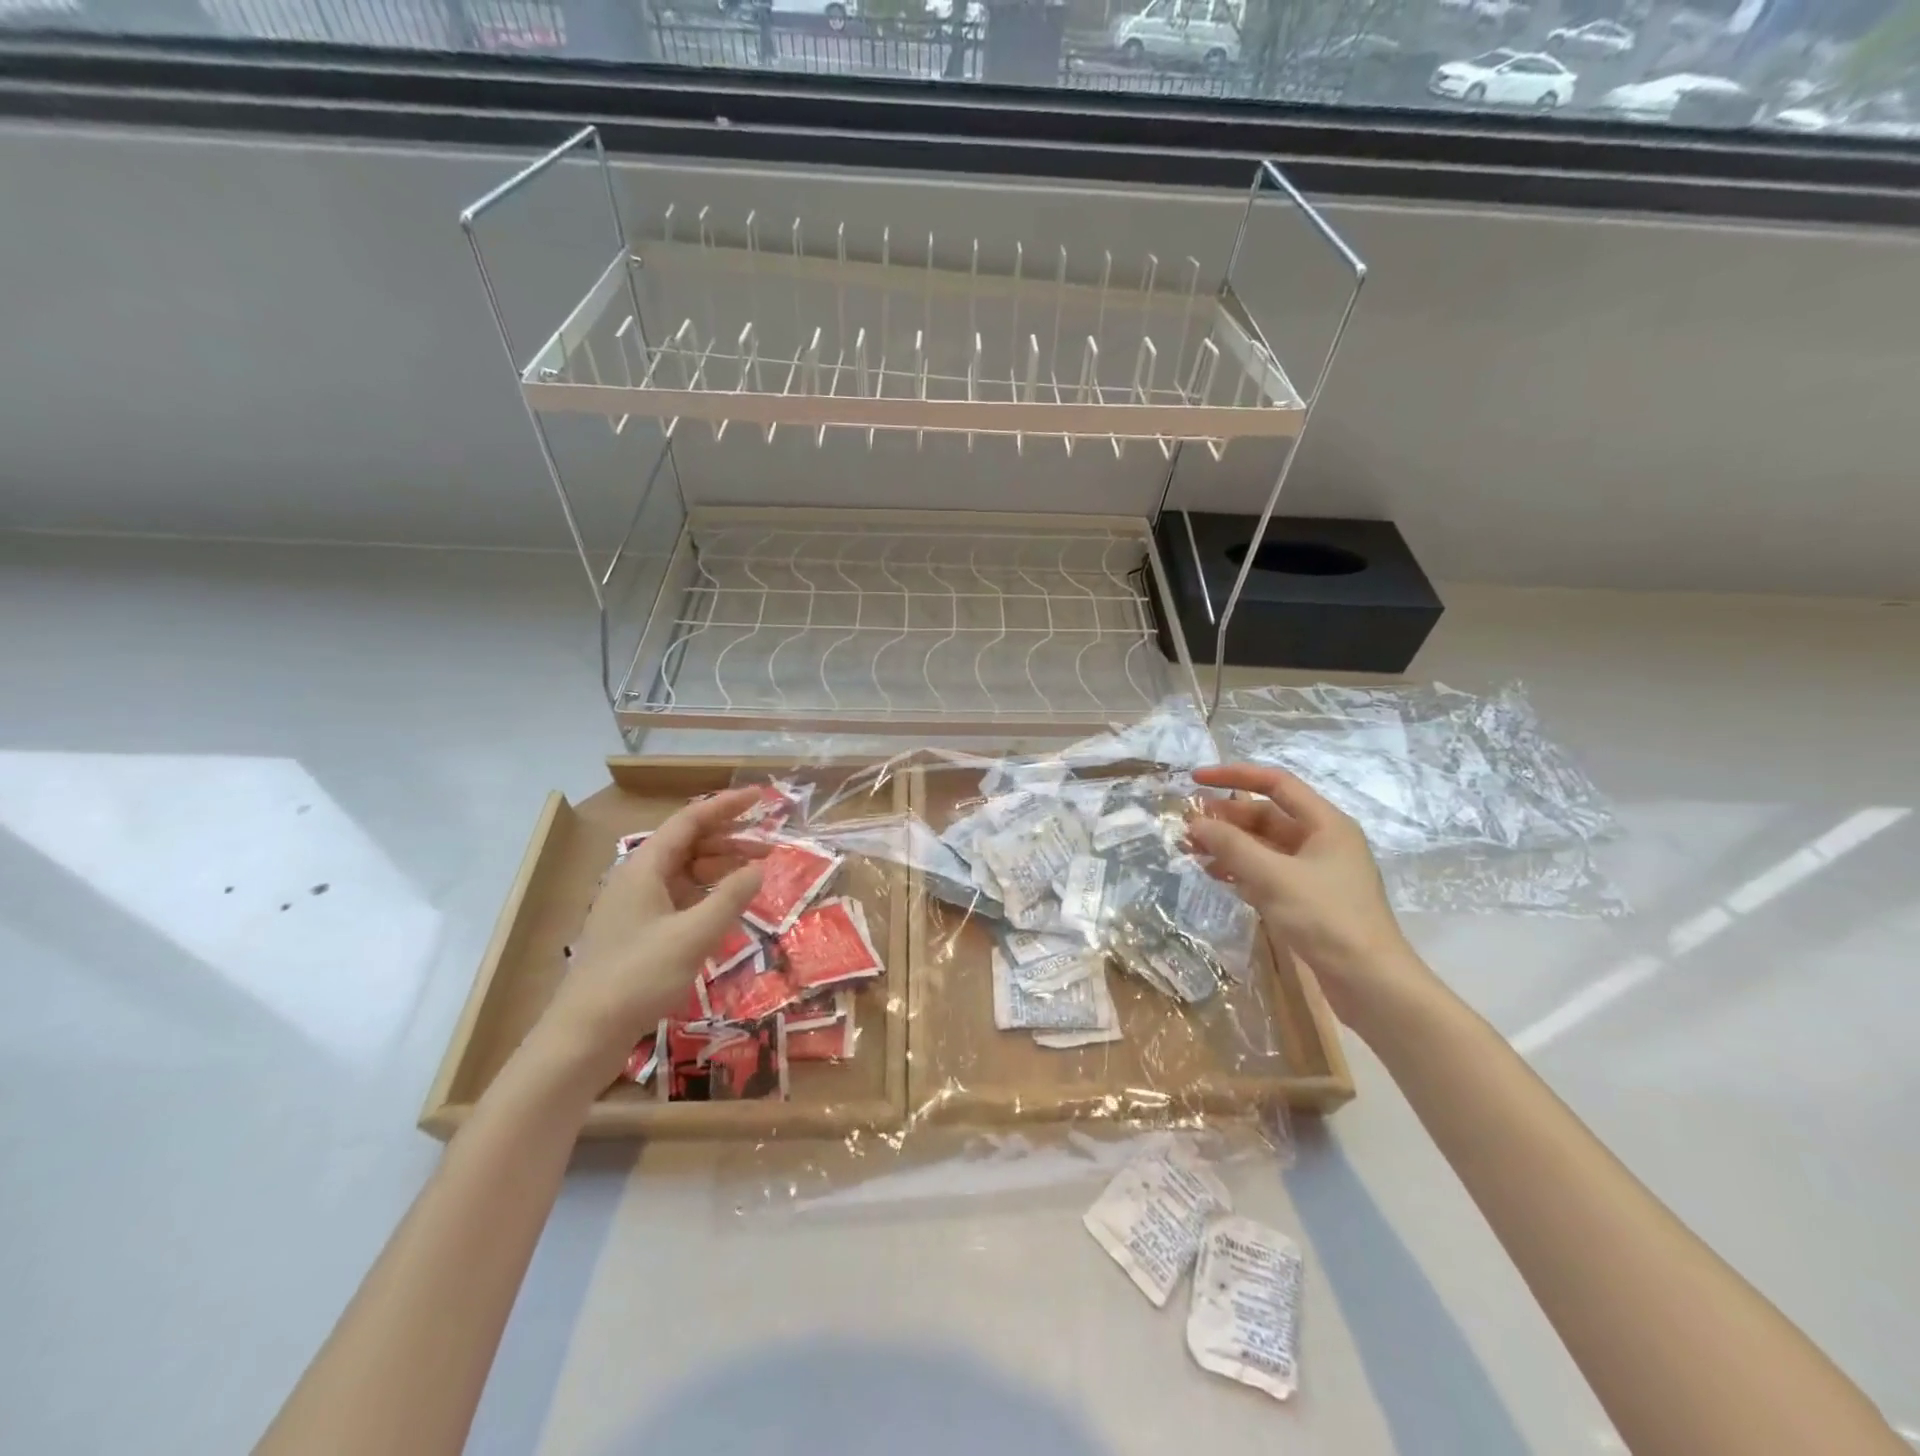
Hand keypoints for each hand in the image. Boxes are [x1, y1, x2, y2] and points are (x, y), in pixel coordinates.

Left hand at [529, 788, 766, 1088]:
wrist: (583, 1034)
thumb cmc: (637, 977)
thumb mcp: (693, 935)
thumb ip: (731, 897)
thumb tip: (760, 867)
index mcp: (645, 867)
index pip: (691, 820)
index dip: (727, 805)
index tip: (761, 797)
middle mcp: (638, 877)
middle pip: (689, 843)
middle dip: (730, 840)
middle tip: (770, 847)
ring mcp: (635, 905)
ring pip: (684, 871)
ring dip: (720, 868)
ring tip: (755, 877)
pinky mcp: (637, 931)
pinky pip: (679, 897)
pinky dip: (706, 894)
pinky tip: (726, 908)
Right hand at [1186, 763, 1429, 1028]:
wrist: (1371, 983)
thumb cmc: (1327, 919)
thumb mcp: (1274, 877)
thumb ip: (1232, 846)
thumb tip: (1195, 823)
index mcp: (1326, 824)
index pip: (1276, 783)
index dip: (1234, 776)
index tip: (1196, 779)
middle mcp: (1323, 841)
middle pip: (1267, 816)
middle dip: (1226, 818)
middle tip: (1187, 825)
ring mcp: (1317, 872)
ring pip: (1265, 846)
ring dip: (1229, 845)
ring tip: (1192, 850)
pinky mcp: (1309, 899)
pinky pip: (1268, 872)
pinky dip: (1242, 870)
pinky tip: (1216, 876)